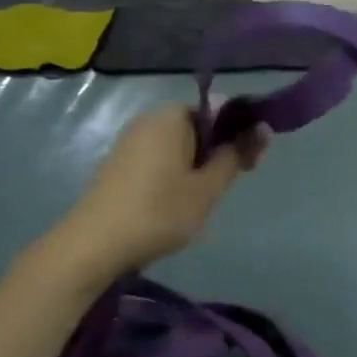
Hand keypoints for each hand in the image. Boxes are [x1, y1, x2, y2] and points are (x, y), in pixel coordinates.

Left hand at [58, 106, 264, 274]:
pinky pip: (159, 158)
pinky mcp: (119, 164)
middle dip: (218, 151)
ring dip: (197, 166)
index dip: (240, 134)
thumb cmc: (158, 212)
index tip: (251, 164)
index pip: (219, 111)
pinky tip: (175, 203)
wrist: (93, 246)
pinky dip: (175, 174)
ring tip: (202, 200)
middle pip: (198, 127)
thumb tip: (263, 127)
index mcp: (171, 115)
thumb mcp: (207, 187)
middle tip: (228, 186)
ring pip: (179, 146)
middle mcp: (149, 119)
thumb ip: (236, 155)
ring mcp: (130, 141)